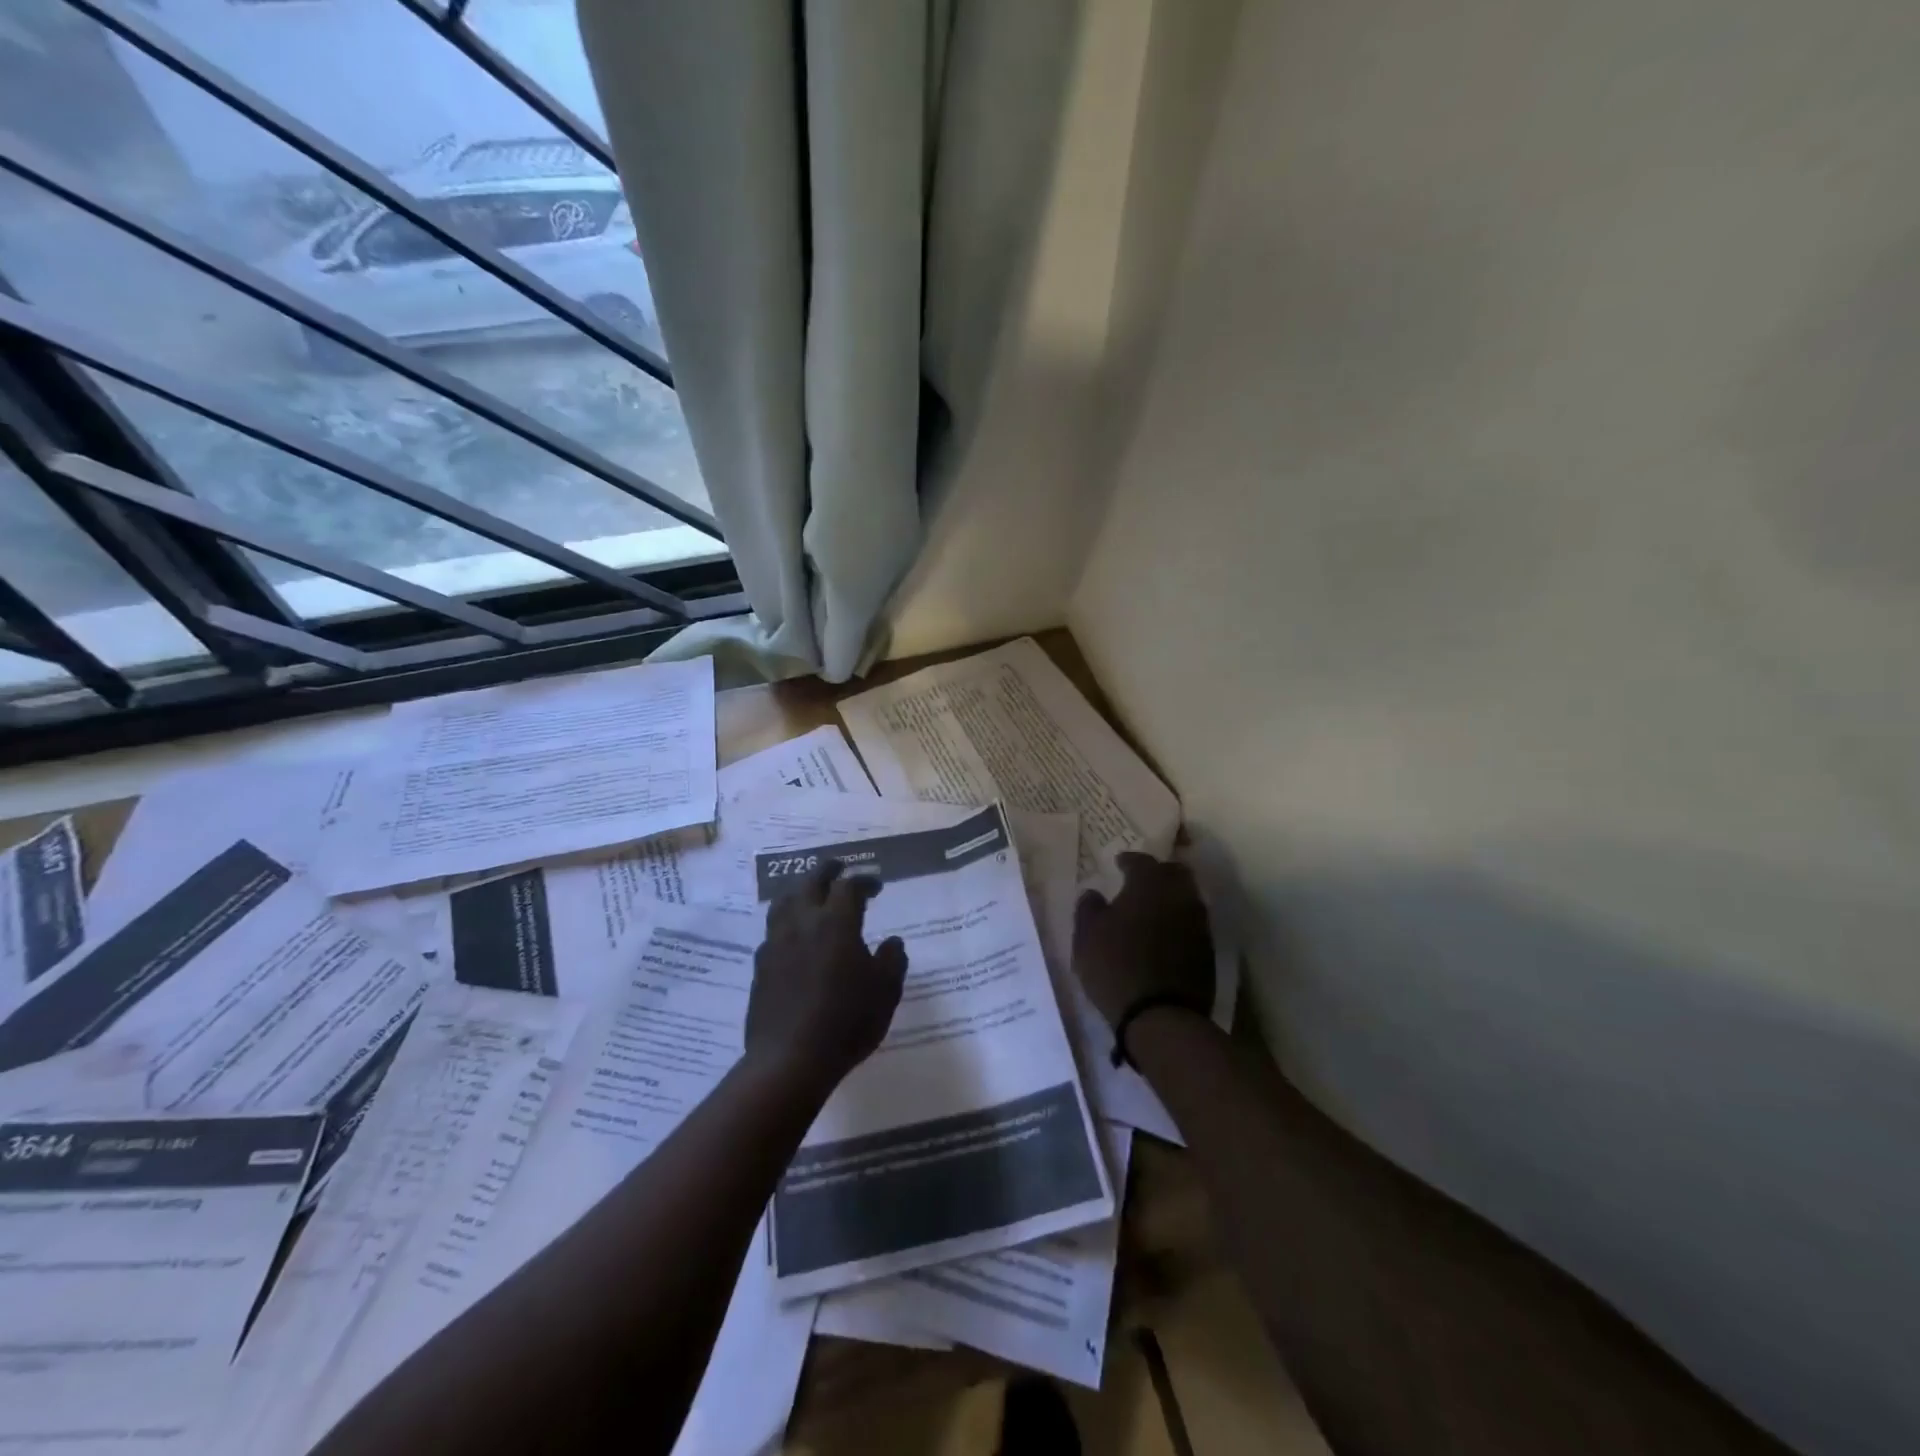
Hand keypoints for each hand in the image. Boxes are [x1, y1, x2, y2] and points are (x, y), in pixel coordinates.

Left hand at [746, 860, 908, 1092]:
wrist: (790, 1059)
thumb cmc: (846, 1022)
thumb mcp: (885, 992)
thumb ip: (892, 960)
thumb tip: (892, 942)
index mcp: (836, 923)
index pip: (849, 887)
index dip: (864, 880)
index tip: (876, 885)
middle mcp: (803, 923)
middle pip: (811, 882)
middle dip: (827, 870)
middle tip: (838, 867)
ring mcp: (776, 942)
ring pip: (784, 901)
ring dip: (800, 890)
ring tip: (810, 893)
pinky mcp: (760, 965)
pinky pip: (773, 929)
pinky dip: (786, 920)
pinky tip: (793, 934)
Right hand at [1073, 851, 1214, 1029]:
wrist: (1162, 1016)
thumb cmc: (1116, 967)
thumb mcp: (1086, 936)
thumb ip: (1088, 908)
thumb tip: (1093, 893)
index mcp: (1149, 884)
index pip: (1141, 860)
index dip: (1128, 860)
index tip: (1119, 863)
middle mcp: (1179, 895)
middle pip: (1174, 872)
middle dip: (1158, 872)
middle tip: (1141, 880)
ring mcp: (1199, 923)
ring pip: (1187, 897)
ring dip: (1171, 897)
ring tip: (1152, 908)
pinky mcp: (1208, 950)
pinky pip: (1193, 923)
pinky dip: (1179, 921)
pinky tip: (1165, 934)